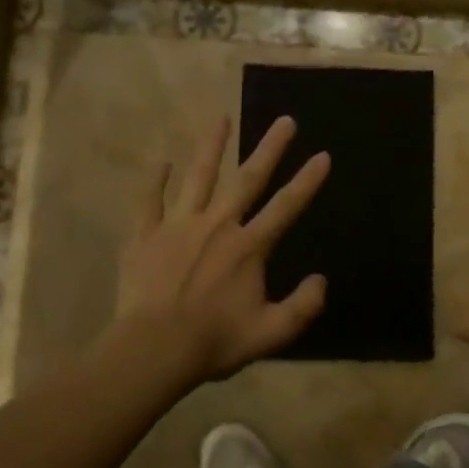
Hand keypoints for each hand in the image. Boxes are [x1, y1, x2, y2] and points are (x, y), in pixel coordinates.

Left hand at [113, 116, 329, 385]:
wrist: (153, 349)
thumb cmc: (214, 341)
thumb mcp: (271, 332)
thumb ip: (302, 306)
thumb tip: (321, 281)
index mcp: (248, 247)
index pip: (286, 207)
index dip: (307, 181)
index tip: (323, 155)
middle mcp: (217, 225)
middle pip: (247, 179)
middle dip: (269, 149)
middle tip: (284, 121)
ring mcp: (178, 227)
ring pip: (198, 178)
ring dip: (211, 147)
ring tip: (221, 118)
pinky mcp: (145, 237)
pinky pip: (151, 202)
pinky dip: (155, 181)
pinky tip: (161, 162)